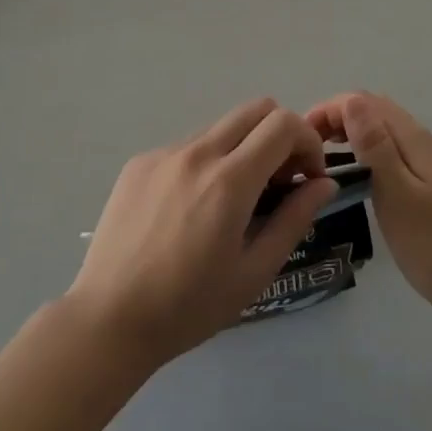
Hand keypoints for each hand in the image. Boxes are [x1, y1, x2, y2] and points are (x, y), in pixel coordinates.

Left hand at [67, 100, 339, 369]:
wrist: (107, 321)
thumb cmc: (188, 307)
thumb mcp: (254, 272)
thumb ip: (294, 219)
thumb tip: (324, 183)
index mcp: (229, 180)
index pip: (283, 123)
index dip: (307, 141)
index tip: (308, 177)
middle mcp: (197, 152)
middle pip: (255, 109)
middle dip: (280, 135)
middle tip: (278, 181)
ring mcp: (164, 153)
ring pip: (221, 127)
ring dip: (242, 149)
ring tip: (233, 200)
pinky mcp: (140, 162)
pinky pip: (188, 146)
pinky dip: (207, 162)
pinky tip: (191, 209)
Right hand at [306, 92, 431, 327]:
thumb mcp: (397, 192)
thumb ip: (375, 145)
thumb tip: (351, 101)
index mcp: (411, 137)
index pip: (364, 101)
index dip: (329, 109)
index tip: (301, 136)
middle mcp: (417, 140)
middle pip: (372, 110)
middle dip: (336, 117)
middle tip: (306, 147)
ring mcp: (422, 161)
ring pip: (379, 129)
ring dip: (348, 133)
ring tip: (320, 159)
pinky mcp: (422, 182)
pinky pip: (386, 150)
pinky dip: (362, 152)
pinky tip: (350, 177)